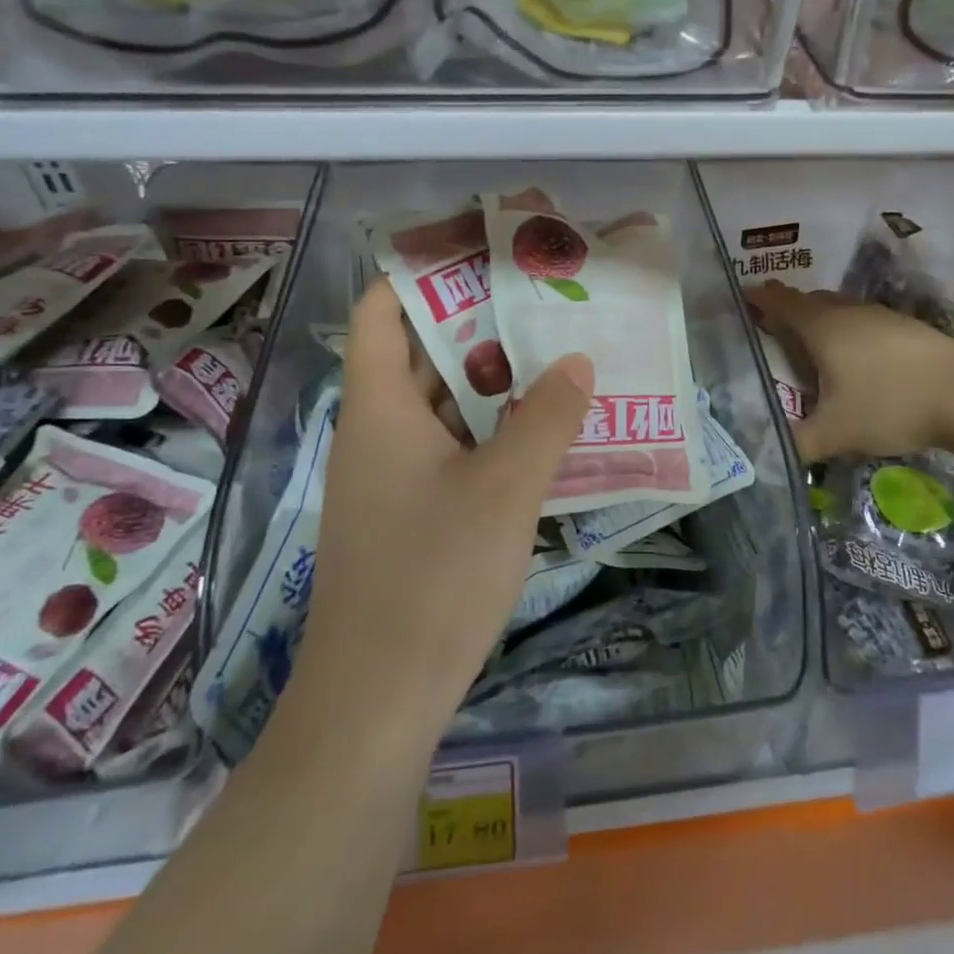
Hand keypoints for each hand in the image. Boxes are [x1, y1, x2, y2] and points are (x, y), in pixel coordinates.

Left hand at [296, 280, 593, 730]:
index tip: (482, 251)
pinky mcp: (411, 512)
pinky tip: (541, 429)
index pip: (382, 311)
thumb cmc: (432, 579)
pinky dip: (490, 427)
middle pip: (420, 351)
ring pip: (441, 402)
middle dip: (478, 320)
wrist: (376, 703)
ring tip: (554, 350)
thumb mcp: (504, 491)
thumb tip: (577, 359)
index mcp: (381, 408)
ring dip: (492, 378)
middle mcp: (379, 430)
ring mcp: (393, 474)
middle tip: (542, 296)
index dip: (422, 272)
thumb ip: (546, 419)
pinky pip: (452, 445)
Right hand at [748, 279, 953, 462]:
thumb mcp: (836, 433)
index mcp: (823, 328)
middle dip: (792, 311)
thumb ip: (799, 441)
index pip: (783, 303)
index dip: (762, 299)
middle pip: (812, 303)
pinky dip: (853, 334)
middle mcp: (850, 313)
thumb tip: (768, 451)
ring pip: (842, 311)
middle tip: (776, 327)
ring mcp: (883, 317)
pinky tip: (861, 361)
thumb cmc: (889, 405)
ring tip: (817, 348)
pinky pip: (867, 324)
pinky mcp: (909, 329)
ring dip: (825, 322)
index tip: (745, 295)